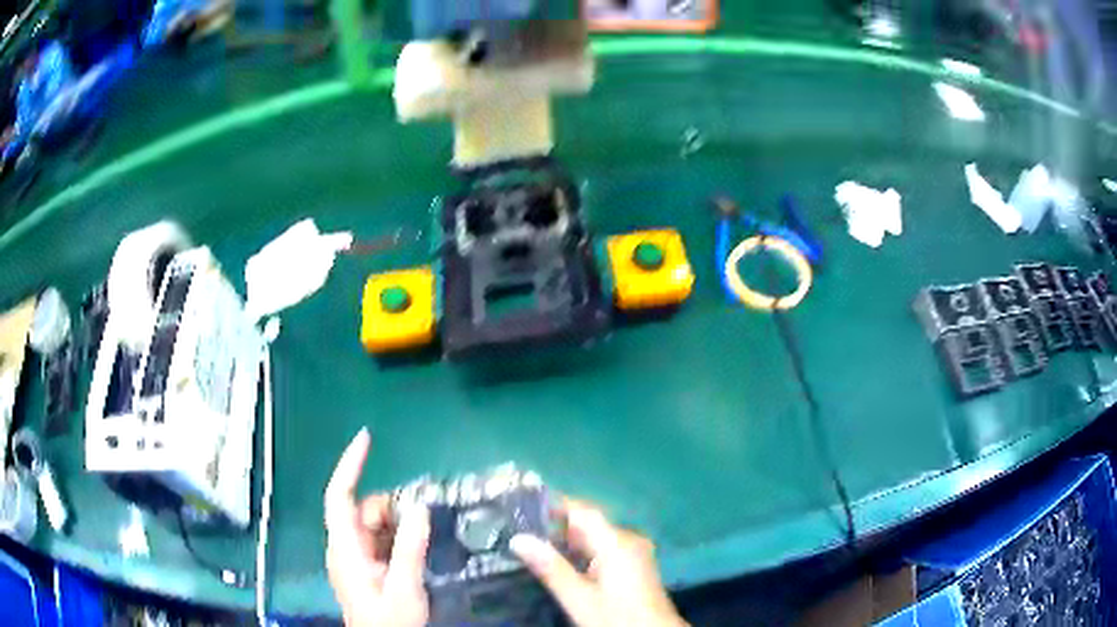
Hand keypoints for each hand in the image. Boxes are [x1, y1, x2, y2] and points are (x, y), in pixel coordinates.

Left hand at [324, 429, 429, 626]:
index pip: (339, 496)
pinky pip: (379, 540)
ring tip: (422, 538)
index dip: (349, 464)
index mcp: (346, 549)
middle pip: (361, 509)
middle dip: (390, 506)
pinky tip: (416, 548)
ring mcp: (354, 558)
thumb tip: (419, 507)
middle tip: (422, 518)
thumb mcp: (405, 588)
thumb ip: (410, 549)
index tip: (366, 437)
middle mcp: (345, 548)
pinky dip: (396, 536)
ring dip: (397, 523)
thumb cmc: (389, 622)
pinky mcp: (365, 567)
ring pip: (372, 524)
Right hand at [510, 499, 687, 626]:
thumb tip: (519, 538)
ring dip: (567, 539)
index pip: (582, 510)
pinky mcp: (634, 565)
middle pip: (588, 523)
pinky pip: (604, 548)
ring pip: (595, 536)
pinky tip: (560, 561)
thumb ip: (550, 568)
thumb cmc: (616, 618)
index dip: (554, 504)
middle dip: (555, 524)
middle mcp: (628, 540)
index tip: (522, 502)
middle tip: (518, 526)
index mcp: (617, 542)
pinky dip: (581, 551)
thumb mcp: (578, 598)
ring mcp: (634, 552)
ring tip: (531, 541)